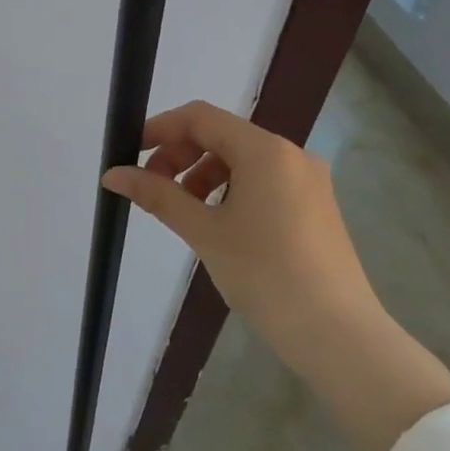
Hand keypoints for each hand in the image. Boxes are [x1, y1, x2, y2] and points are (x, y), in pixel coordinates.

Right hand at [101, 101, 378, 361]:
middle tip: (152, 188)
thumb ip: (157, 195)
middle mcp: (290, 154)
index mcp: (264, 150)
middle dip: (180, 155)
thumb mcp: (204, 231)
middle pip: (221, 135)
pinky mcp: (315, 205)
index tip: (129, 152)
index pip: (200, 118)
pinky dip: (230, 189)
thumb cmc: (264, 274)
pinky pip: (262, 180)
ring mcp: (307, 180)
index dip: (160, 129)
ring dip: (202, 174)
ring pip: (241, 159)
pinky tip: (217, 222)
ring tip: (182, 210)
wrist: (336, 332)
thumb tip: (113, 175)